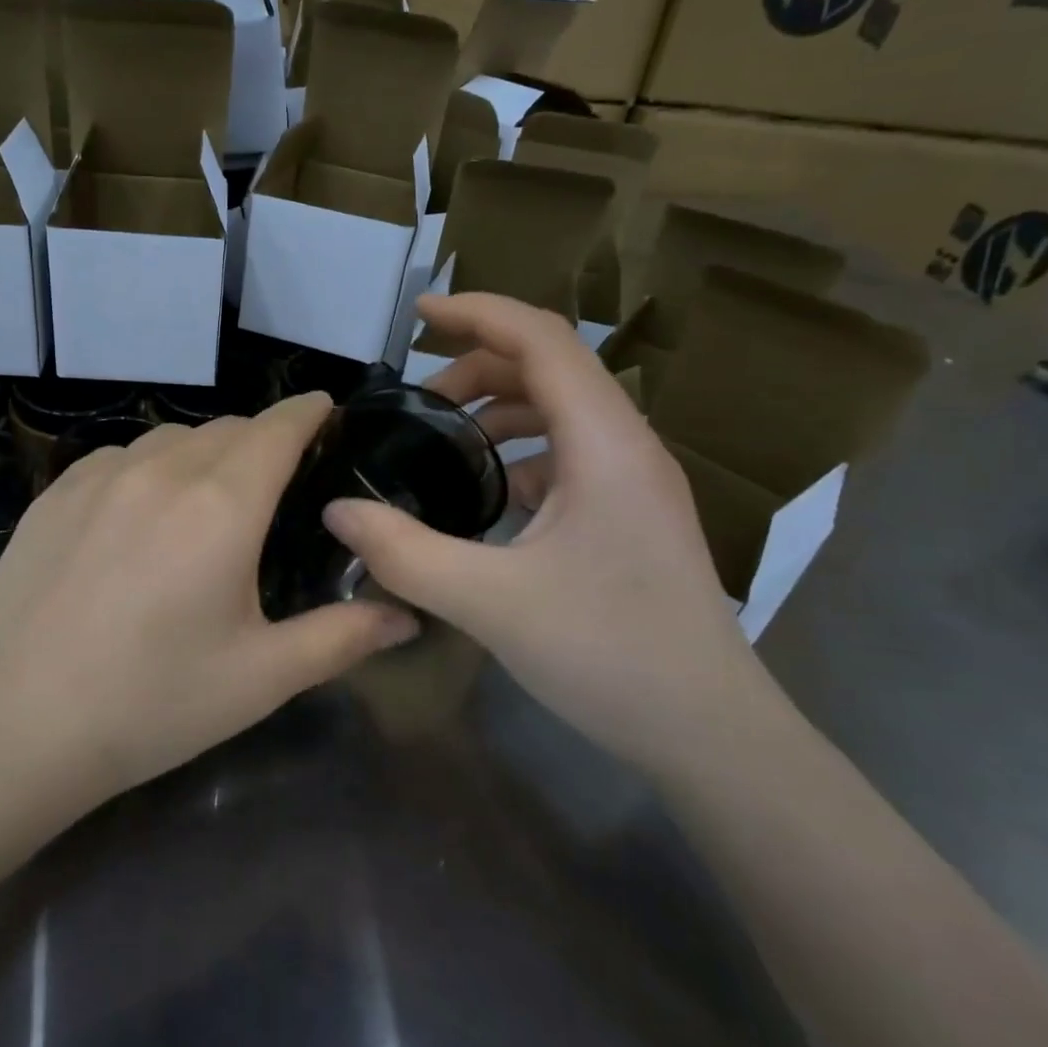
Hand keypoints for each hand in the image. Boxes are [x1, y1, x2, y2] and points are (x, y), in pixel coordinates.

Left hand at [0, 394, 420, 804]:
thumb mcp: (261, 677)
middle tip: (275, 482)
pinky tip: (141, 513)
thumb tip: (408, 616)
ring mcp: (100, 475)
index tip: (326, 412)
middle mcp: (162, 470)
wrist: (14, 723)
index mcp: (222, 505)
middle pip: (228, 429)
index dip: (308, 412)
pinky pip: (120, 456)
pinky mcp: (55, 492)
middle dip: (262, 440)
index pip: (278, 427)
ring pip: (172, 437)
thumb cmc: (152, 702)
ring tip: (208, 499)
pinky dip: (149, 467)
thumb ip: (342, 637)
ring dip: (204, 452)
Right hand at [321, 292, 785, 781]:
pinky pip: (570, 454)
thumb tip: (337, 510)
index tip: (417, 314)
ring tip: (446, 437)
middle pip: (551, 368)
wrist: (711, 735)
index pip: (541, 339)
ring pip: (562, 411)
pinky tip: (489, 493)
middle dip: (478, 364)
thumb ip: (404, 553)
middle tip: (418, 396)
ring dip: (501, 407)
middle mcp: (627, 446)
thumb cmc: (610, 655)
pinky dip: (522, 452)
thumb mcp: (489, 603)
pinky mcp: (631, 514)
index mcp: (605, 444)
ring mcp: (635, 482)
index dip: (477, 312)